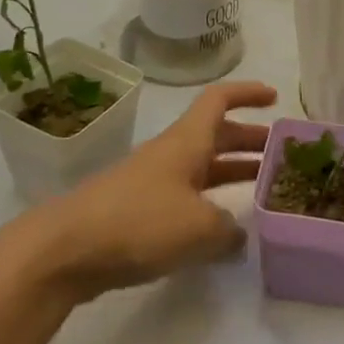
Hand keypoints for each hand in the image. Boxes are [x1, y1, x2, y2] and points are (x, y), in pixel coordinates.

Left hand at [25, 81, 275, 301]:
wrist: (64, 250)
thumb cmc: (138, 222)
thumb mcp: (199, 228)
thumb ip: (229, 230)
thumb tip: (237, 235)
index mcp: (187, 142)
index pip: (220, 100)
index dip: (248, 93)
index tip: (274, 98)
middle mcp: (171, 154)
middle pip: (216, 135)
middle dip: (248, 140)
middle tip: (279, 154)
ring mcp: (152, 183)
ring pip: (202, 168)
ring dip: (231, 172)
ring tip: (262, 189)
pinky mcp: (137, 213)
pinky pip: (184, 199)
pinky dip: (208, 206)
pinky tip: (222, 232)